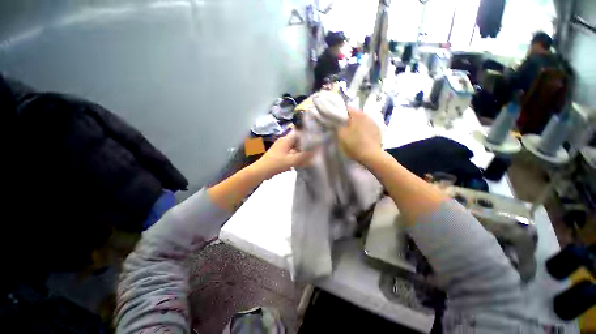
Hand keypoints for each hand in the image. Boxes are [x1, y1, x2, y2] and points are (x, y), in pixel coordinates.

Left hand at [253, 130, 314, 178]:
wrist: (261, 171)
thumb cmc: (276, 164)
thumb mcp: (292, 160)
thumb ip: (304, 156)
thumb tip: (315, 151)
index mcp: (286, 140)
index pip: (299, 133)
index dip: (307, 136)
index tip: (315, 140)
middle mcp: (283, 141)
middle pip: (297, 141)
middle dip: (305, 145)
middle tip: (313, 150)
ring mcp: (280, 148)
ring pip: (293, 147)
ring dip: (300, 152)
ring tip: (308, 157)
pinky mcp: (278, 154)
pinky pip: (290, 153)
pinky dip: (295, 156)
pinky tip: (299, 162)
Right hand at [337, 107, 381, 164]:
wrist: (371, 156)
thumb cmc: (353, 144)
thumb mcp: (340, 135)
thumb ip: (337, 126)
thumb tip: (336, 121)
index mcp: (357, 114)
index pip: (346, 108)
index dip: (339, 114)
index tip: (335, 121)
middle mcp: (367, 115)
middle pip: (354, 114)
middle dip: (348, 119)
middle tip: (342, 127)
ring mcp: (374, 122)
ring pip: (361, 120)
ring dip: (356, 124)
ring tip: (352, 133)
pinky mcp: (378, 130)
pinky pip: (368, 126)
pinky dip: (363, 129)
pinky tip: (361, 137)